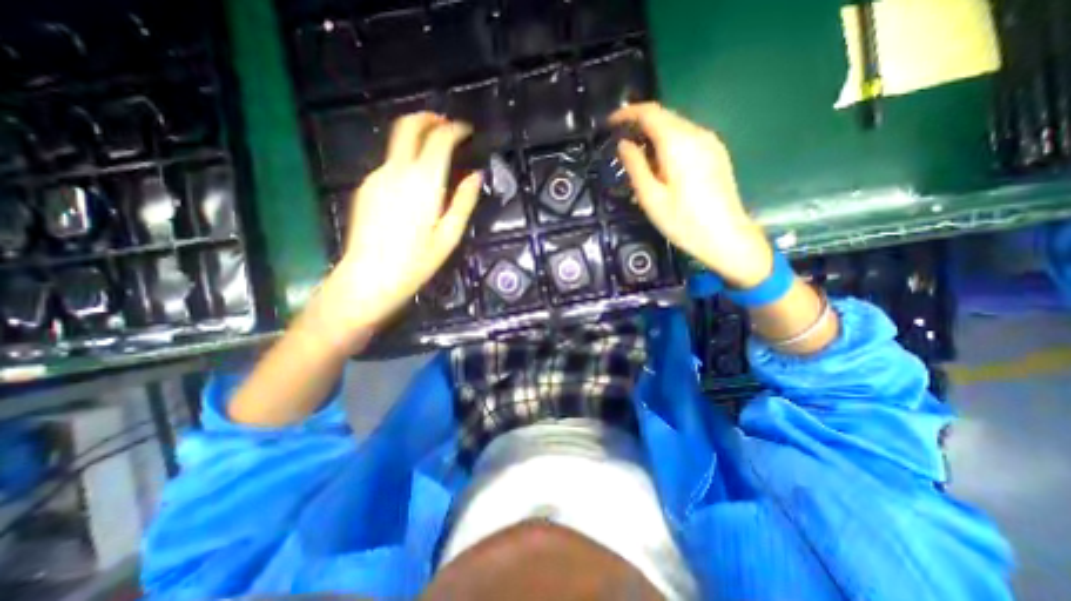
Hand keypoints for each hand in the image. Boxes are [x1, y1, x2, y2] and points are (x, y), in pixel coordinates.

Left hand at [315, 114, 477, 336]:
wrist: (369, 277)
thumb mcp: (450, 235)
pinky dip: (406, 159)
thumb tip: (476, 176)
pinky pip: (390, 163)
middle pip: (409, 126)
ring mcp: (378, 176)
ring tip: (435, 152)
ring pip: (397, 143)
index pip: (439, 139)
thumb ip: (464, 201)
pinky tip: (415, 180)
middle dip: (429, 118)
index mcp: (424, 182)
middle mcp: (397, 170)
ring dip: (417, 139)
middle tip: (446, 125)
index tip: (466, 131)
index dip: (455, 130)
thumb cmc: (417, 261)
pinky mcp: (367, 186)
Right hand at [610, 100, 769, 289]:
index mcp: (678, 143)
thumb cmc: (683, 221)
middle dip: (640, 123)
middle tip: (620, 140)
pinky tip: (660, 161)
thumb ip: (635, 166)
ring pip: (676, 126)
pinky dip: (668, 142)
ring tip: (637, 154)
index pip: (650, 113)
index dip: (627, 113)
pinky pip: (687, 137)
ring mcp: (710, 142)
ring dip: (654, 133)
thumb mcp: (651, 197)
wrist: (725, 237)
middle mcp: (697, 134)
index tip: (610, 122)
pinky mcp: (716, 153)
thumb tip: (624, 144)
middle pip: (664, 116)